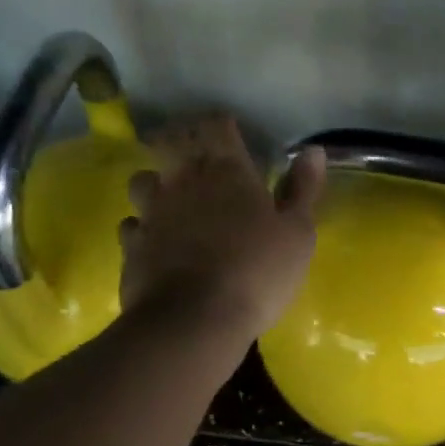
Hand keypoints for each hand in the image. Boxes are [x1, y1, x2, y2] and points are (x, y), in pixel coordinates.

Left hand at [119, 114, 325, 343]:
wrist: (194, 321)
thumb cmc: (256, 271)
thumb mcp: (297, 233)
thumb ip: (302, 189)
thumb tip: (313, 150)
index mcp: (226, 170)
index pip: (216, 124)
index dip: (221, 124)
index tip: (231, 133)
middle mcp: (182, 181)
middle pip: (168, 142)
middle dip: (179, 141)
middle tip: (193, 156)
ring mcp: (151, 213)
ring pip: (142, 180)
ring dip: (155, 183)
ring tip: (169, 198)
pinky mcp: (131, 247)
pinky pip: (131, 225)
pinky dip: (142, 227)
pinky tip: (154, 241)